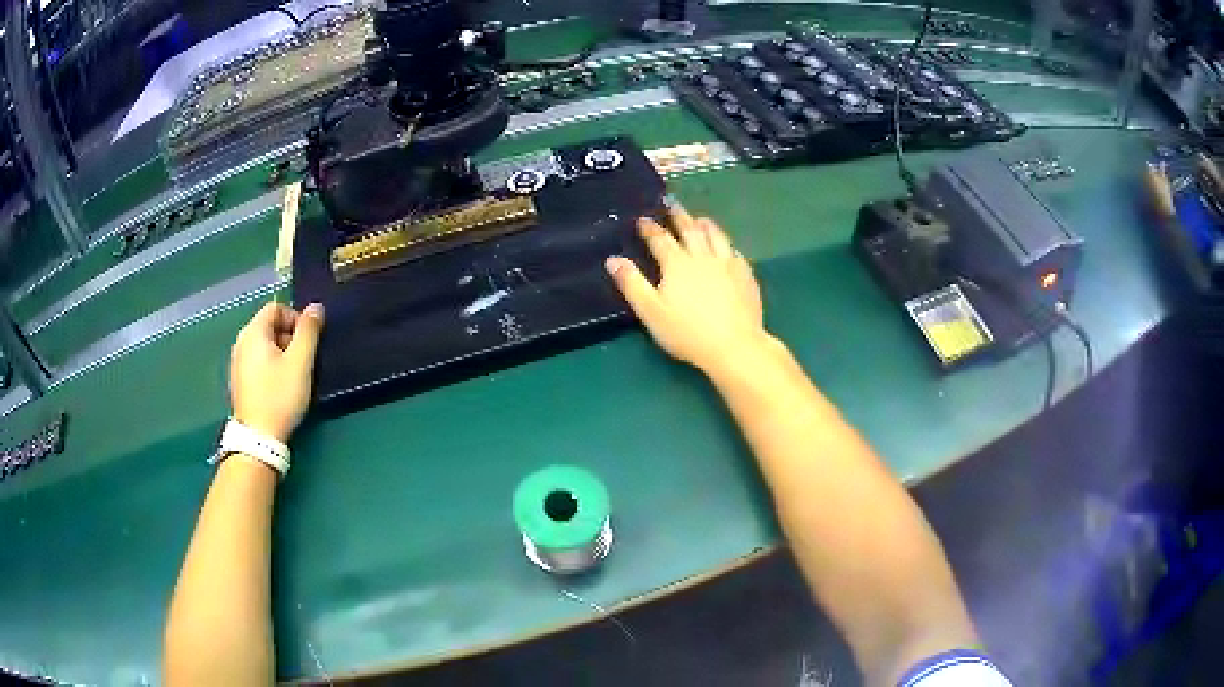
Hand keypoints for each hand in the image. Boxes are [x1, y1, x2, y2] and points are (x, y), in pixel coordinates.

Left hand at [229, 302, 324, 442]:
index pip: (276, 307)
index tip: (308, 341)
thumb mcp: (300, 362)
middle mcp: (241, 342)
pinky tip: (280, 387)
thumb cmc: (279, 396)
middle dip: (290, 337)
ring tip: (294, 376)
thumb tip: (315, 307)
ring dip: (282, 353)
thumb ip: (309, 331)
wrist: (258, 438)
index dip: (296, 318)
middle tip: (304, 360)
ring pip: (265, 345)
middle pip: (269, 326)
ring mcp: (237, 363)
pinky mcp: (239, 381)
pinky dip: (271, 366)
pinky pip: (258, 362)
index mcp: (253, 332)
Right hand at [605, 207, 772, 373]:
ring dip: (705, 225)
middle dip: (678, 216)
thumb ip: (631, 283)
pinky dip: (727, 244)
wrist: (734, 345)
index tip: (643, 219)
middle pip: (689, 230)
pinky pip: (735, 252)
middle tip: (671, 203)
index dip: (650, 228)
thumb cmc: (687, 332)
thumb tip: (612, 259)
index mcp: (677, 263)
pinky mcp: (745, 276)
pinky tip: (727, 247)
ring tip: (700, 218)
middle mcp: (702, 257)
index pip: (660, 239)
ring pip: (716, 236)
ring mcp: (727, 264)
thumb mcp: (650, 311)